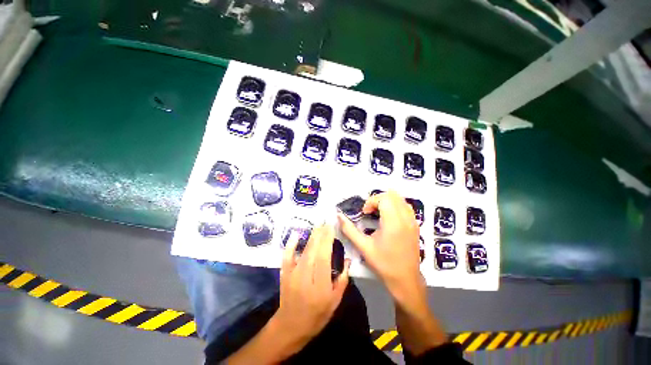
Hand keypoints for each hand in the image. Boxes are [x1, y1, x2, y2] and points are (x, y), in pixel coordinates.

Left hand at [274, 224, 350, 346]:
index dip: (327, 241)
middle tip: (326, 221)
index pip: (324, 258)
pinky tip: (296, 234)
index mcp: (320, 287)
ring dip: (311, 236)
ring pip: (303, 252)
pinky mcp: (284, 274)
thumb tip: (348, 260)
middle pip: (314, 251)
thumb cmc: (317, 316)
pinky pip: (287, 257)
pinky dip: (290, 245)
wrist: (291, 326)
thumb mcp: (335, 302)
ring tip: (318, 224)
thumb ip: (342, 281)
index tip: (331, 228)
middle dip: (320, 234)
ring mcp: (293, 275)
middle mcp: (305, 278)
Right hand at [338, 191, 423, 303]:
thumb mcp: (363, 247)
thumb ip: (349, 230)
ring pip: (400, 199)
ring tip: (378, 213)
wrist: (406, 280)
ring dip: (387, 201)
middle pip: (392, 195)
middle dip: (378, 199)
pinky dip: (395, 206)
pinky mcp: (416, 225)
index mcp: (393, 223)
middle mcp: (405, 218)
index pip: (384, 198)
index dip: (371, 201)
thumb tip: (338, 216)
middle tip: (369, 211)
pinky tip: (388, 218)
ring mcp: (413, 221)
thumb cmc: (383, 264)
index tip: (364, 213)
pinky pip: (406, 206)